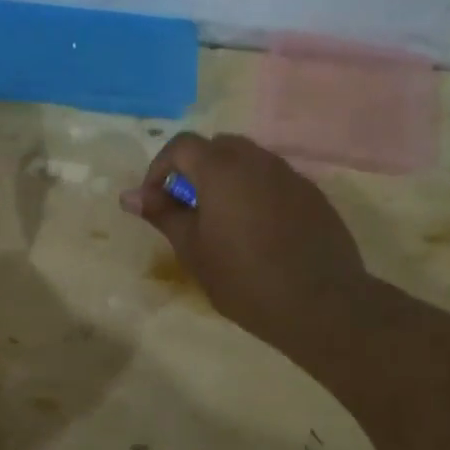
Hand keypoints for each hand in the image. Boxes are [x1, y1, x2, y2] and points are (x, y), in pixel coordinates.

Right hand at [119, 132, 367, 347]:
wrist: (320, 304)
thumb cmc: (244, 278)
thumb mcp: (192, 249)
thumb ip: (162, 214)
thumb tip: (129, 195)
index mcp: (222, 169)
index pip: (181, 146)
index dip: (160, 168)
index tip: (156, 201)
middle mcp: (257, 160)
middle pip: (217, 146)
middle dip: (194, 169)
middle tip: (186, 207)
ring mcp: (290, 175)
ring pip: (249, 160)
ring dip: (226, 179)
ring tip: (220, 220)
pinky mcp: (313, 195)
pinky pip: (274, 180)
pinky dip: (255, 192)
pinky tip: (257, 231)